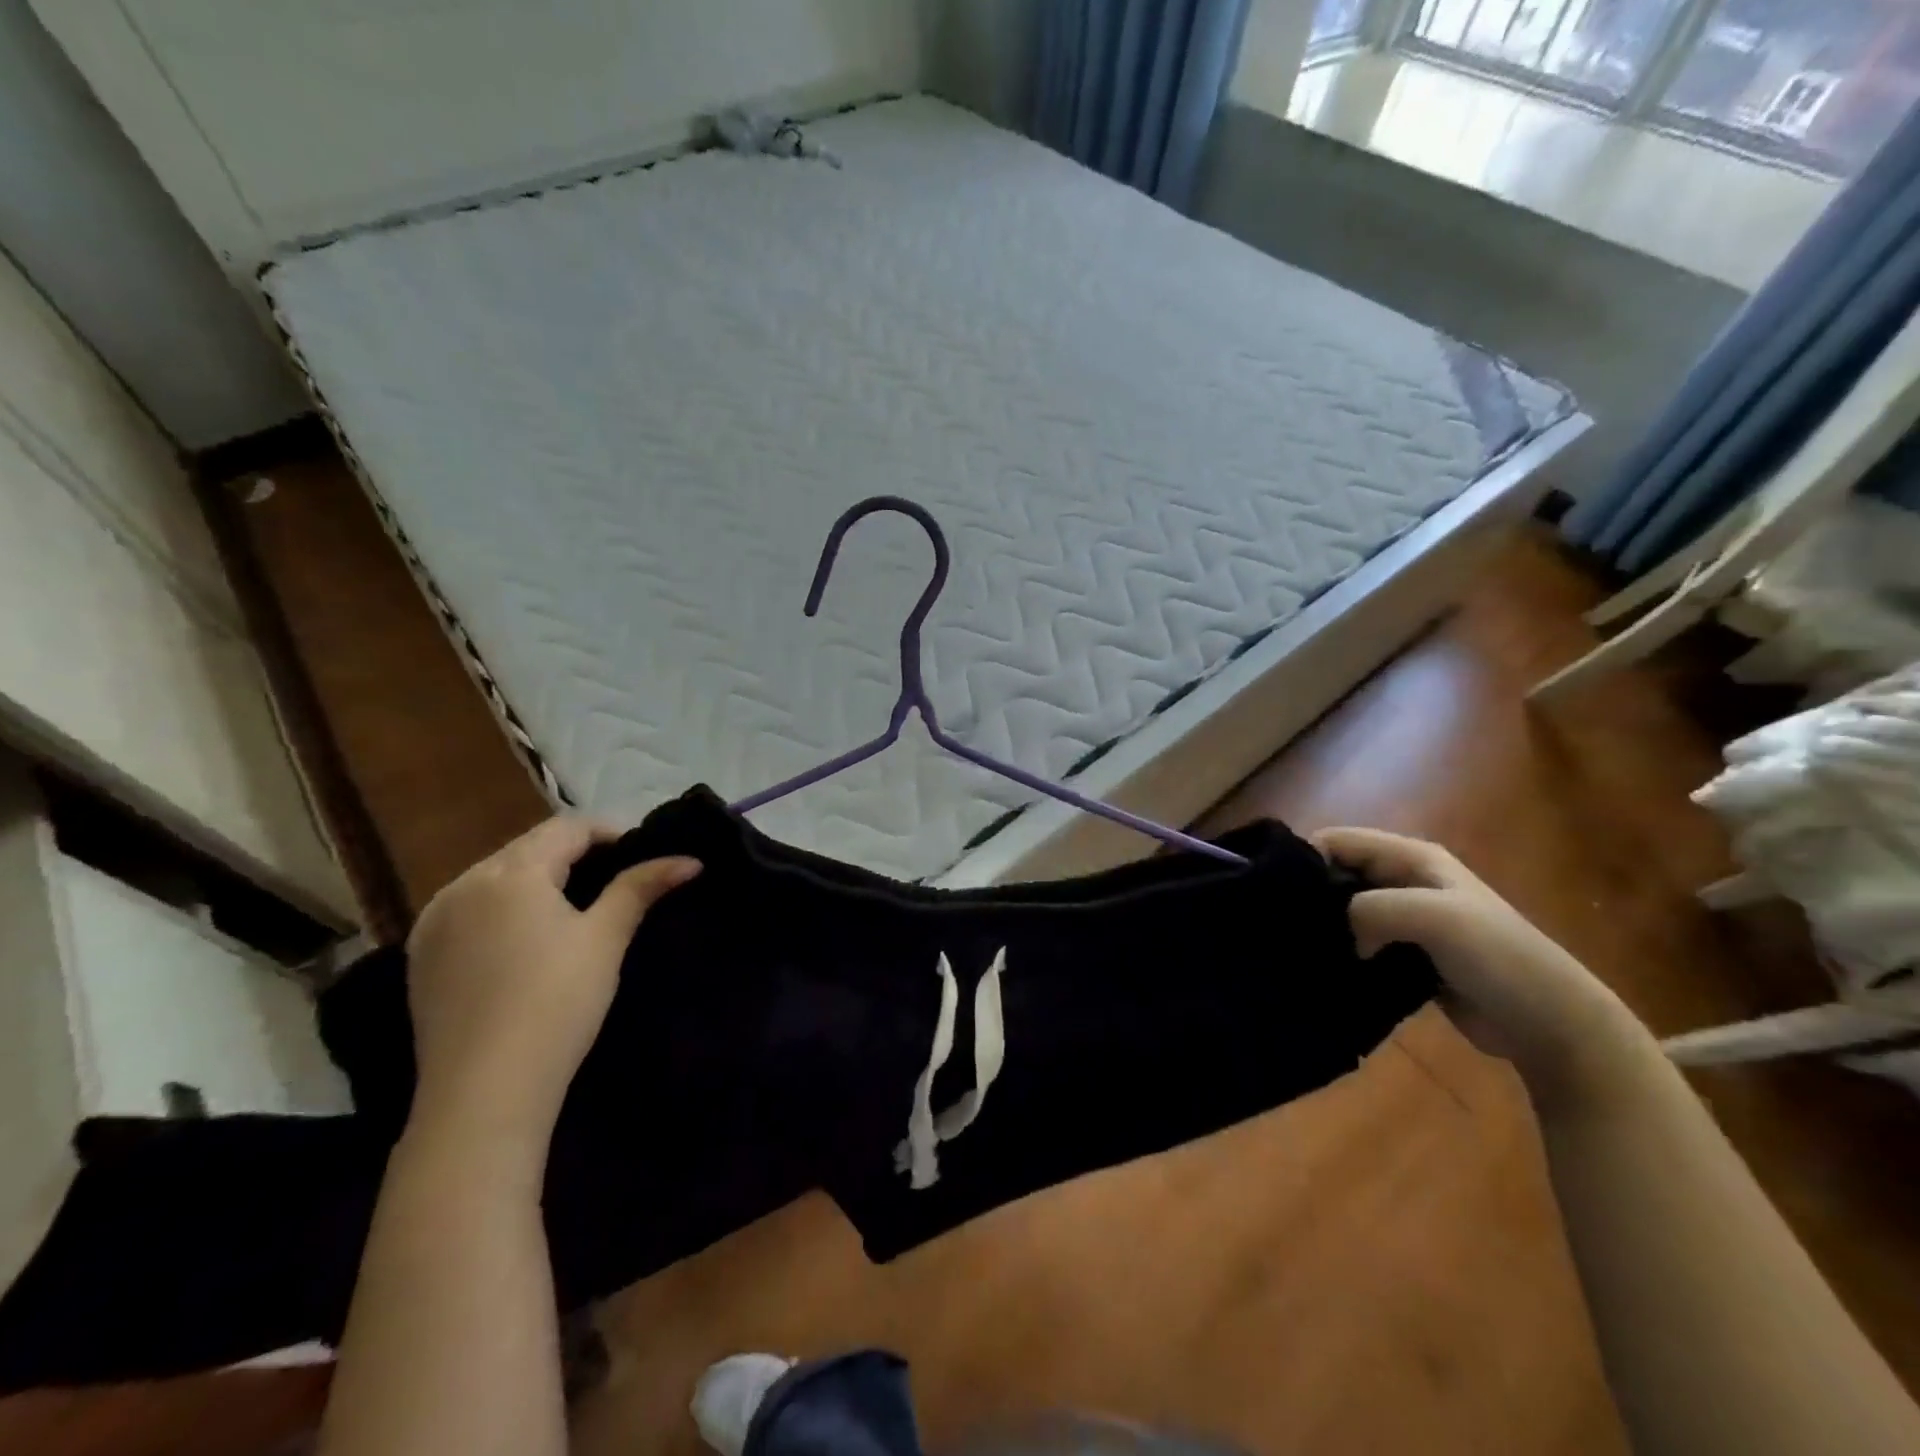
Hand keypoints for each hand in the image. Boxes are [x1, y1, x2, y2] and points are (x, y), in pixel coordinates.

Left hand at [404, 817, 700, 1150]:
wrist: (483, 1093)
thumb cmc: (556, 1004)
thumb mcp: (606, 939)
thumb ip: (641, 887)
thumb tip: (689, 860)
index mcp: (510, 873)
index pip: (567, 827)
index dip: (609, 831)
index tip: (642, 852)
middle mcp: (463, 884)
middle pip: (528, 847)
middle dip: (573, 853)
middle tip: (615, 878)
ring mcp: (433, 921)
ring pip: (495, 876)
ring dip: (536, 878)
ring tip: (572, 905)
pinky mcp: (420, 956)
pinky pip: (468, 909)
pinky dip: (502, 907)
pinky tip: (522, 937)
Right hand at [1314, 827, 1650, 1099]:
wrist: (1552, 1023)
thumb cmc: (1497, 956)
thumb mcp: (1433, 916)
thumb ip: (1373, 908)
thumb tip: (1339, 931)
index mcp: (1411, 857)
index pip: (1338, 841)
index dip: (1305, 857)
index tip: (1276, 892)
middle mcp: (1404, 880)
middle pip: (1338, 873)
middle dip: (1310, 894)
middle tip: (1282, 925)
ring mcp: (1406, 918)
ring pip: (1346, 910)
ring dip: (1326, 926)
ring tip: (1297, 948)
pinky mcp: (1405, 954)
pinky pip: (1359, 941)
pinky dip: (1341, 950)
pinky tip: (1323, 967)